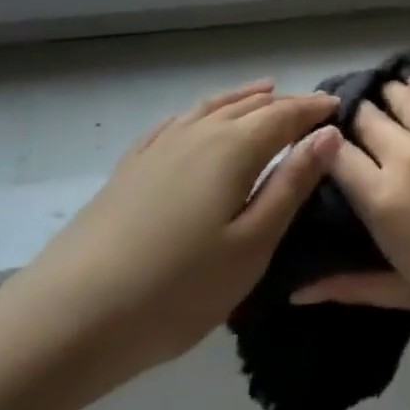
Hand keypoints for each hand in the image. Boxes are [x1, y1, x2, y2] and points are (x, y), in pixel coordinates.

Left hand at [0, 81, 338, 403]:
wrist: (69, 317)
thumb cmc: (177, 289)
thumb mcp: (252, 244)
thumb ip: (291, 184)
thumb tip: (328, 135)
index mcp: (233, 148)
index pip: (285, 115)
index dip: (314, 109)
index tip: (339, 106)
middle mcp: (197, 134)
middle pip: (250, 106)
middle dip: (285, 103)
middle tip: (312, 107)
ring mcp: (158, 148)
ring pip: (211, 108)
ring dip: (244, 99)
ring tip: (265, 92)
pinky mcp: (130, 168)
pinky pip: (175, 123)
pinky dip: (200, 113)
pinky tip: (198, 118)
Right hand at [292, 78, 409, 356]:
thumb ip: (353, 287)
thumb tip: (297, 292)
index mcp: (385, 202)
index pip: (334, 157)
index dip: (326, 151)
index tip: (329, 156)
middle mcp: (407, 155)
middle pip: (363, 120)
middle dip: (354, 125)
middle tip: (358, 136)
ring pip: (396, 95)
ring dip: (384, 100)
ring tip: (385, 108)